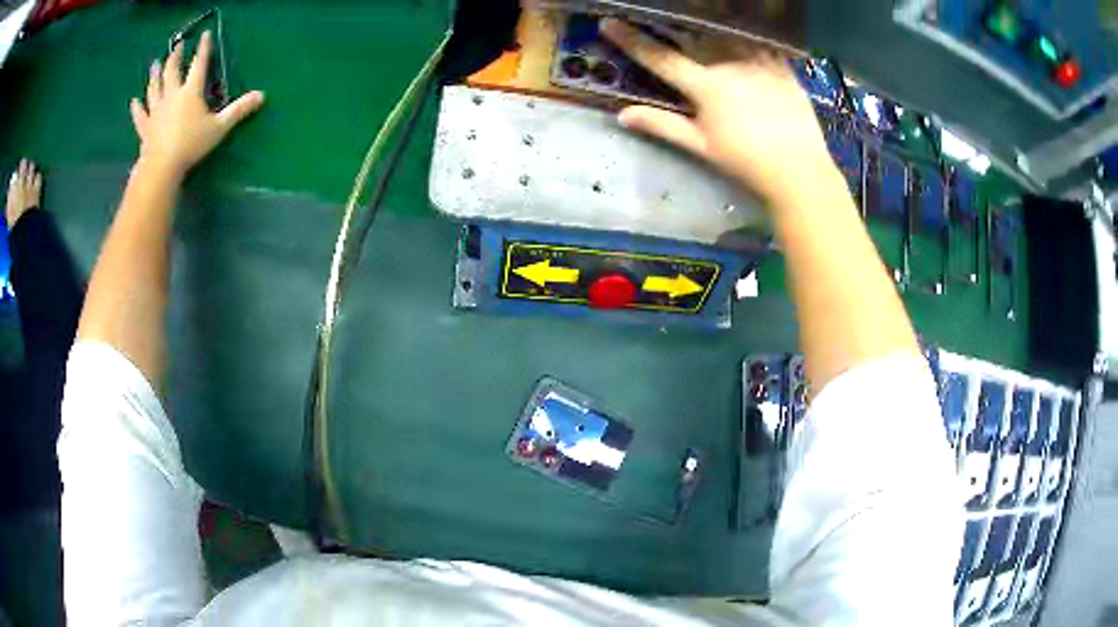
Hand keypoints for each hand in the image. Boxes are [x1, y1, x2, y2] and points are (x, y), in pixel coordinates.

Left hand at [130, 31, 264, 178]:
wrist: (162, 166)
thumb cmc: (191, 144)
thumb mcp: (219, 128)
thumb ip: (238, 110)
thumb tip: (261, 95)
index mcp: (191, 91)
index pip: (199, 64)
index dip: (203, 48)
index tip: (204, 34)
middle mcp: (172, 95)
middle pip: (172, 71)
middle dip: (175, 56)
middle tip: (176, 46)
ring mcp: (156, 111)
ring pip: (154, 88)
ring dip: (154, 75)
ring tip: (154, 64)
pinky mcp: (145, 127)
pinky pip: (140, 114)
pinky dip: (137, 108)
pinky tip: (134, 101)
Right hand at [601, 19, 832, 205]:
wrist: (800, 171)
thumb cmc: (746, 162)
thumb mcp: (701, 146)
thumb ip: (662, 125)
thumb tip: (623, 115)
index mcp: (706, 85)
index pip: (660, 58)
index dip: (632, 40)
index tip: (609, 23)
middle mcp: (730, 64)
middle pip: (694, 37)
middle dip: (675, 30)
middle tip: (666, 27)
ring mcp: (760, 62)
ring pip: (726, 35)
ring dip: (709, 31)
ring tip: (705, 34)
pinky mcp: (783, 66)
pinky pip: (758, 42)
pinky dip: (744, 38)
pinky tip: (741, 43)